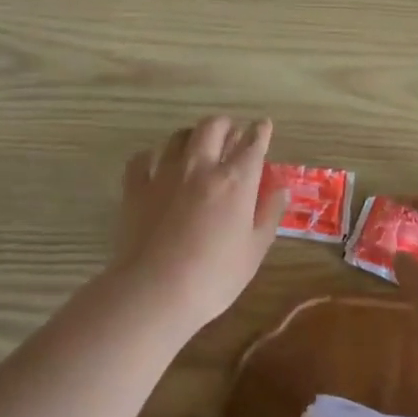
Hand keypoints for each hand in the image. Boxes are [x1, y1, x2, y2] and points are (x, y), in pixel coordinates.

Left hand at [107, 116, 289, 336]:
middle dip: (225, 125)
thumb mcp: (255, 250)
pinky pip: (143, 158)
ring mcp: (164, 174)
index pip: (252, 144)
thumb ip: (269, 213)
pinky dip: (154, 156)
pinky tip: (157, 165)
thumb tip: (280, 188)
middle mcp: (200, 167)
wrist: (155, 291)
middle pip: (212, 127)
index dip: (260, 131)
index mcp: (235, 181)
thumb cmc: (214, 276)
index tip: (263, 125)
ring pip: (178, 136)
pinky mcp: (136, 188)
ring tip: (197, 145)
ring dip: (192, 136)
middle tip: (230, 133)